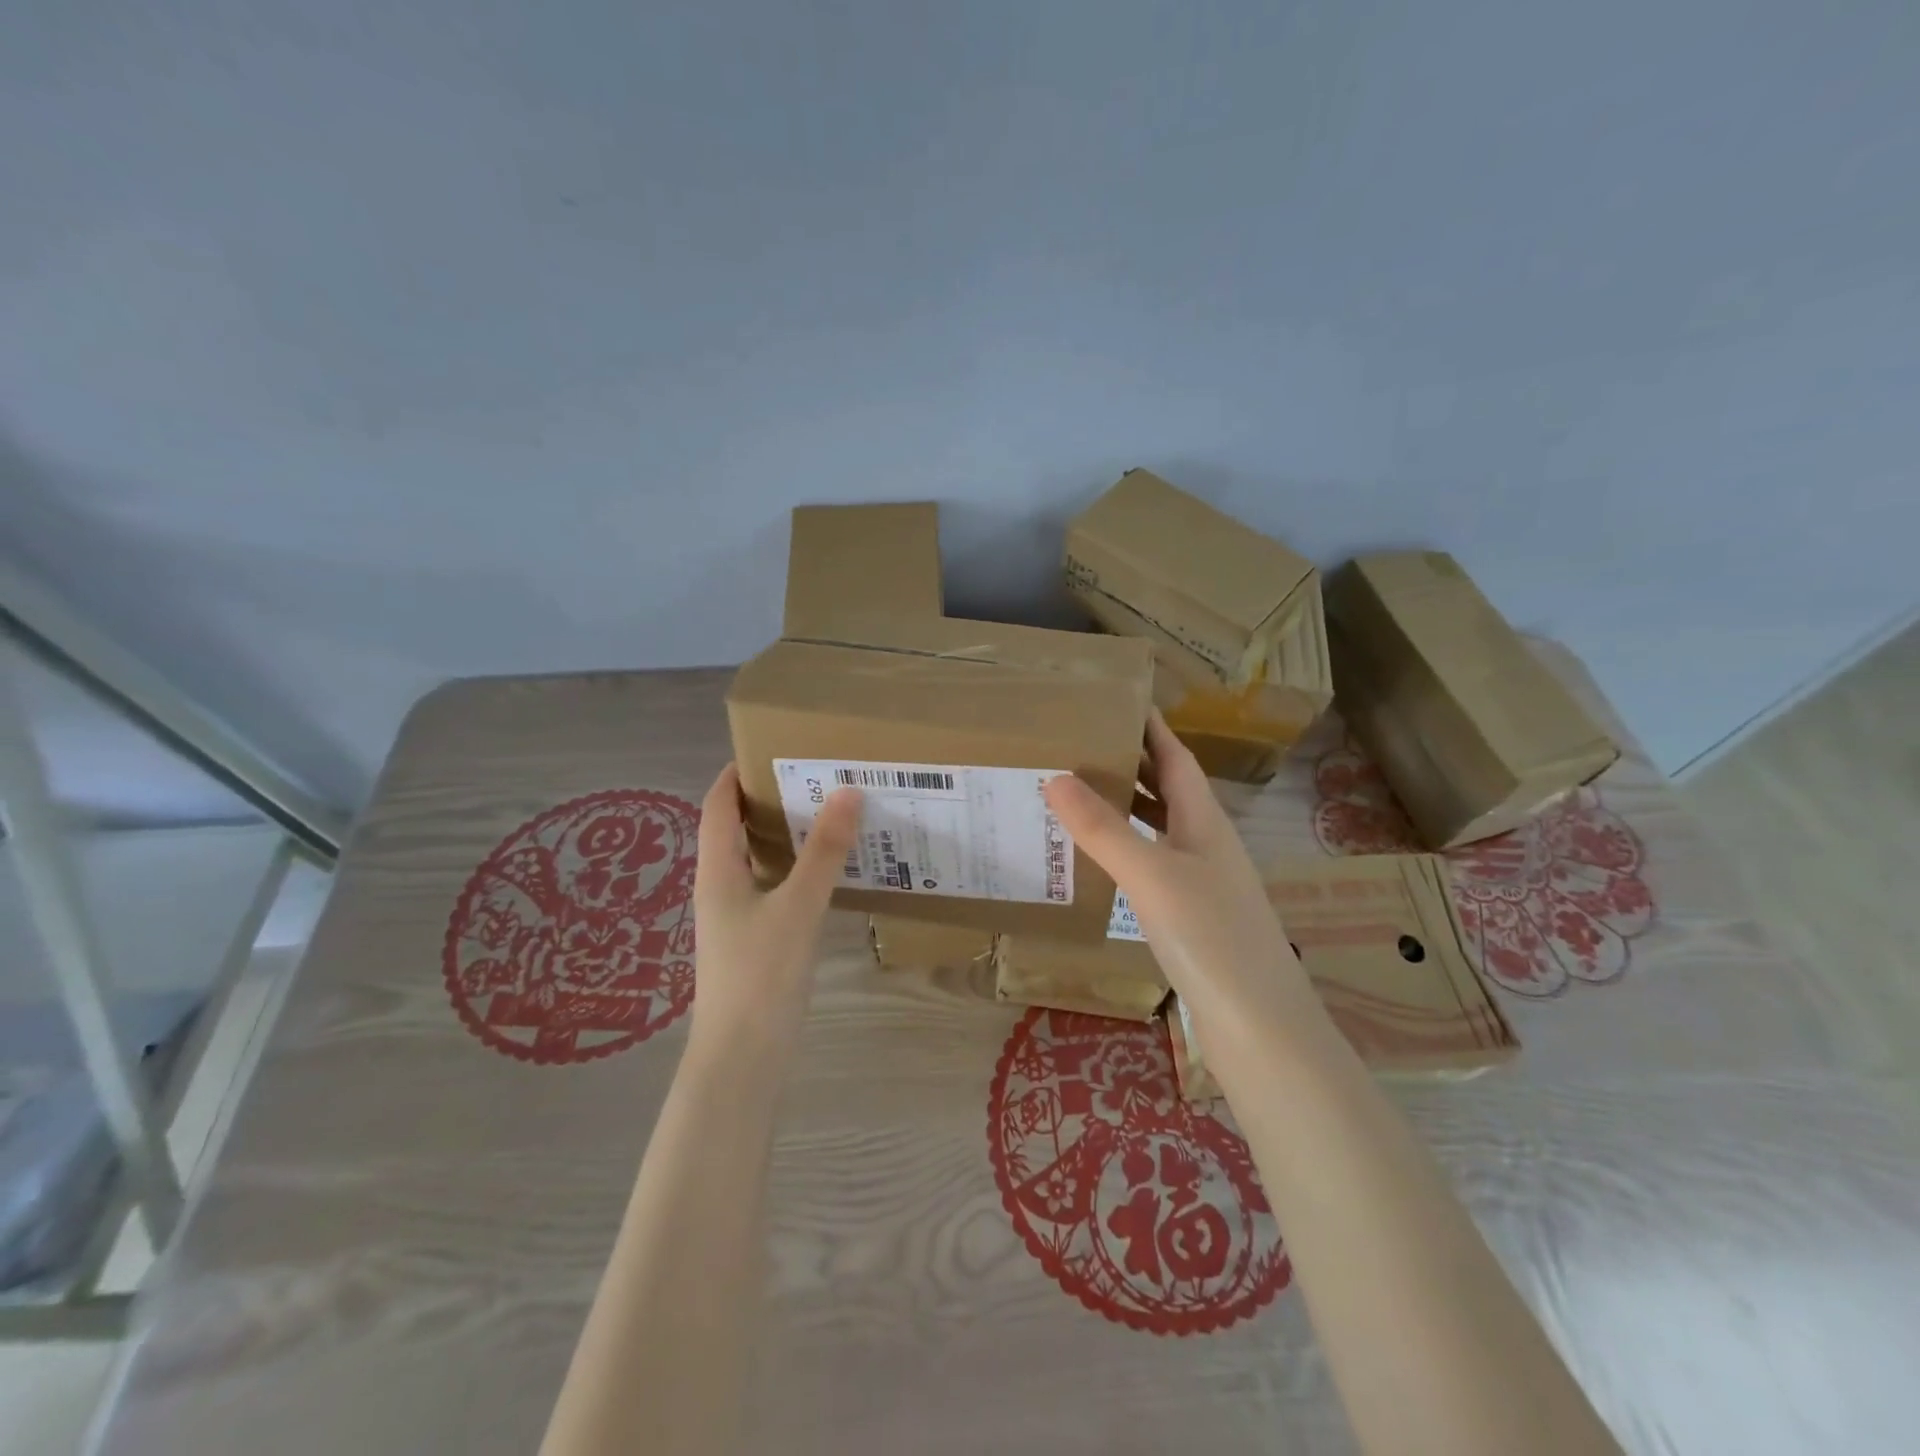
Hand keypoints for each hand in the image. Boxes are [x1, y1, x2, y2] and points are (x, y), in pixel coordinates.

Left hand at [690, 763, 861, 1066]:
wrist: (742, 1057)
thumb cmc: (761, 974)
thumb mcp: (798, 906)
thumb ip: (823, 851)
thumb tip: (846, 791)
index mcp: (717, 871)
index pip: (716, 806)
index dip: (734, 774)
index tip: (770, 749)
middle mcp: (721, 887)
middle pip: (736, 830)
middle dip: (768, 800)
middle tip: (814, 777)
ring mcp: (736, 917)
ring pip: (758, 860)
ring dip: (785, 836)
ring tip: (828, 815)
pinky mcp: (755, 941)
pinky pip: (773, 888)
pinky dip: (796, 869)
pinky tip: (829, 873)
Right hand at [1042, 712, 1311, 1051]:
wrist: (1260, 1026)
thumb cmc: (1210, 937)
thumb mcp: (1151, 875)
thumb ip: (1104, 829)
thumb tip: (1056, 777)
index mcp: (1205, 822)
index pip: (1177, 759)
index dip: (1153, 728)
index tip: (1122, 700)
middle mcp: (1207, 845)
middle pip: (1170, 790)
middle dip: (1134, 763)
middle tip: (1084, 742)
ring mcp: (1203, 883)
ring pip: (1161, 829)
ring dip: (1129, 807)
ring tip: (1082, 793)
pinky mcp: (1194, 919)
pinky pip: (1154, 866)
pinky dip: (1127, 852)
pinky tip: (1103, 862)